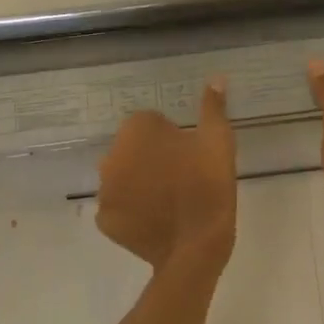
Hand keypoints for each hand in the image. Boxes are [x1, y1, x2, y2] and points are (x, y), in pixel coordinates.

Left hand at [96, 79, 236, 268]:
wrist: (197, 246)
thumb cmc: (209, 185)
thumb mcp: (218, 141)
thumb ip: (213, 107)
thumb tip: (216, 77)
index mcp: (136, 130)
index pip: (151, 123)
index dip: (172, 138)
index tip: (190, 155)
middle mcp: (111, 155)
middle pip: (133, 150)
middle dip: (151, 159)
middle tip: (182, 178)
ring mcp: (104, 190)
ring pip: (123, 178)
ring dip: (139, 183)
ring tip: (170, 201)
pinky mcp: (104, 221)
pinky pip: (119, 208)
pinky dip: (133, 212)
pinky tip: (157, 220)